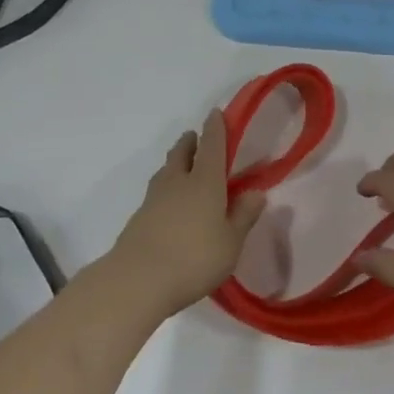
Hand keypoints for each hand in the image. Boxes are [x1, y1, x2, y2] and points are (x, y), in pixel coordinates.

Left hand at [105, 110, 267, 322]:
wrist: (137, 280)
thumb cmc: (194, 258)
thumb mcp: (231, 242)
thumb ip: (244, 215)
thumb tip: (257, 192)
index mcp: (205, 181)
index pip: (212, 145)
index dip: (215, 127)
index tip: (215, 113)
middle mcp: (178, 181)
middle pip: (182, 152)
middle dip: (190, 142)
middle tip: (195, 138)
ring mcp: (154, 198)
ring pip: (166, 170)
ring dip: (175, 163)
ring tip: (182, 167)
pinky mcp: (138, 218)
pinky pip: (155, 193)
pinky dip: (165, 189)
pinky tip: (169, 205)